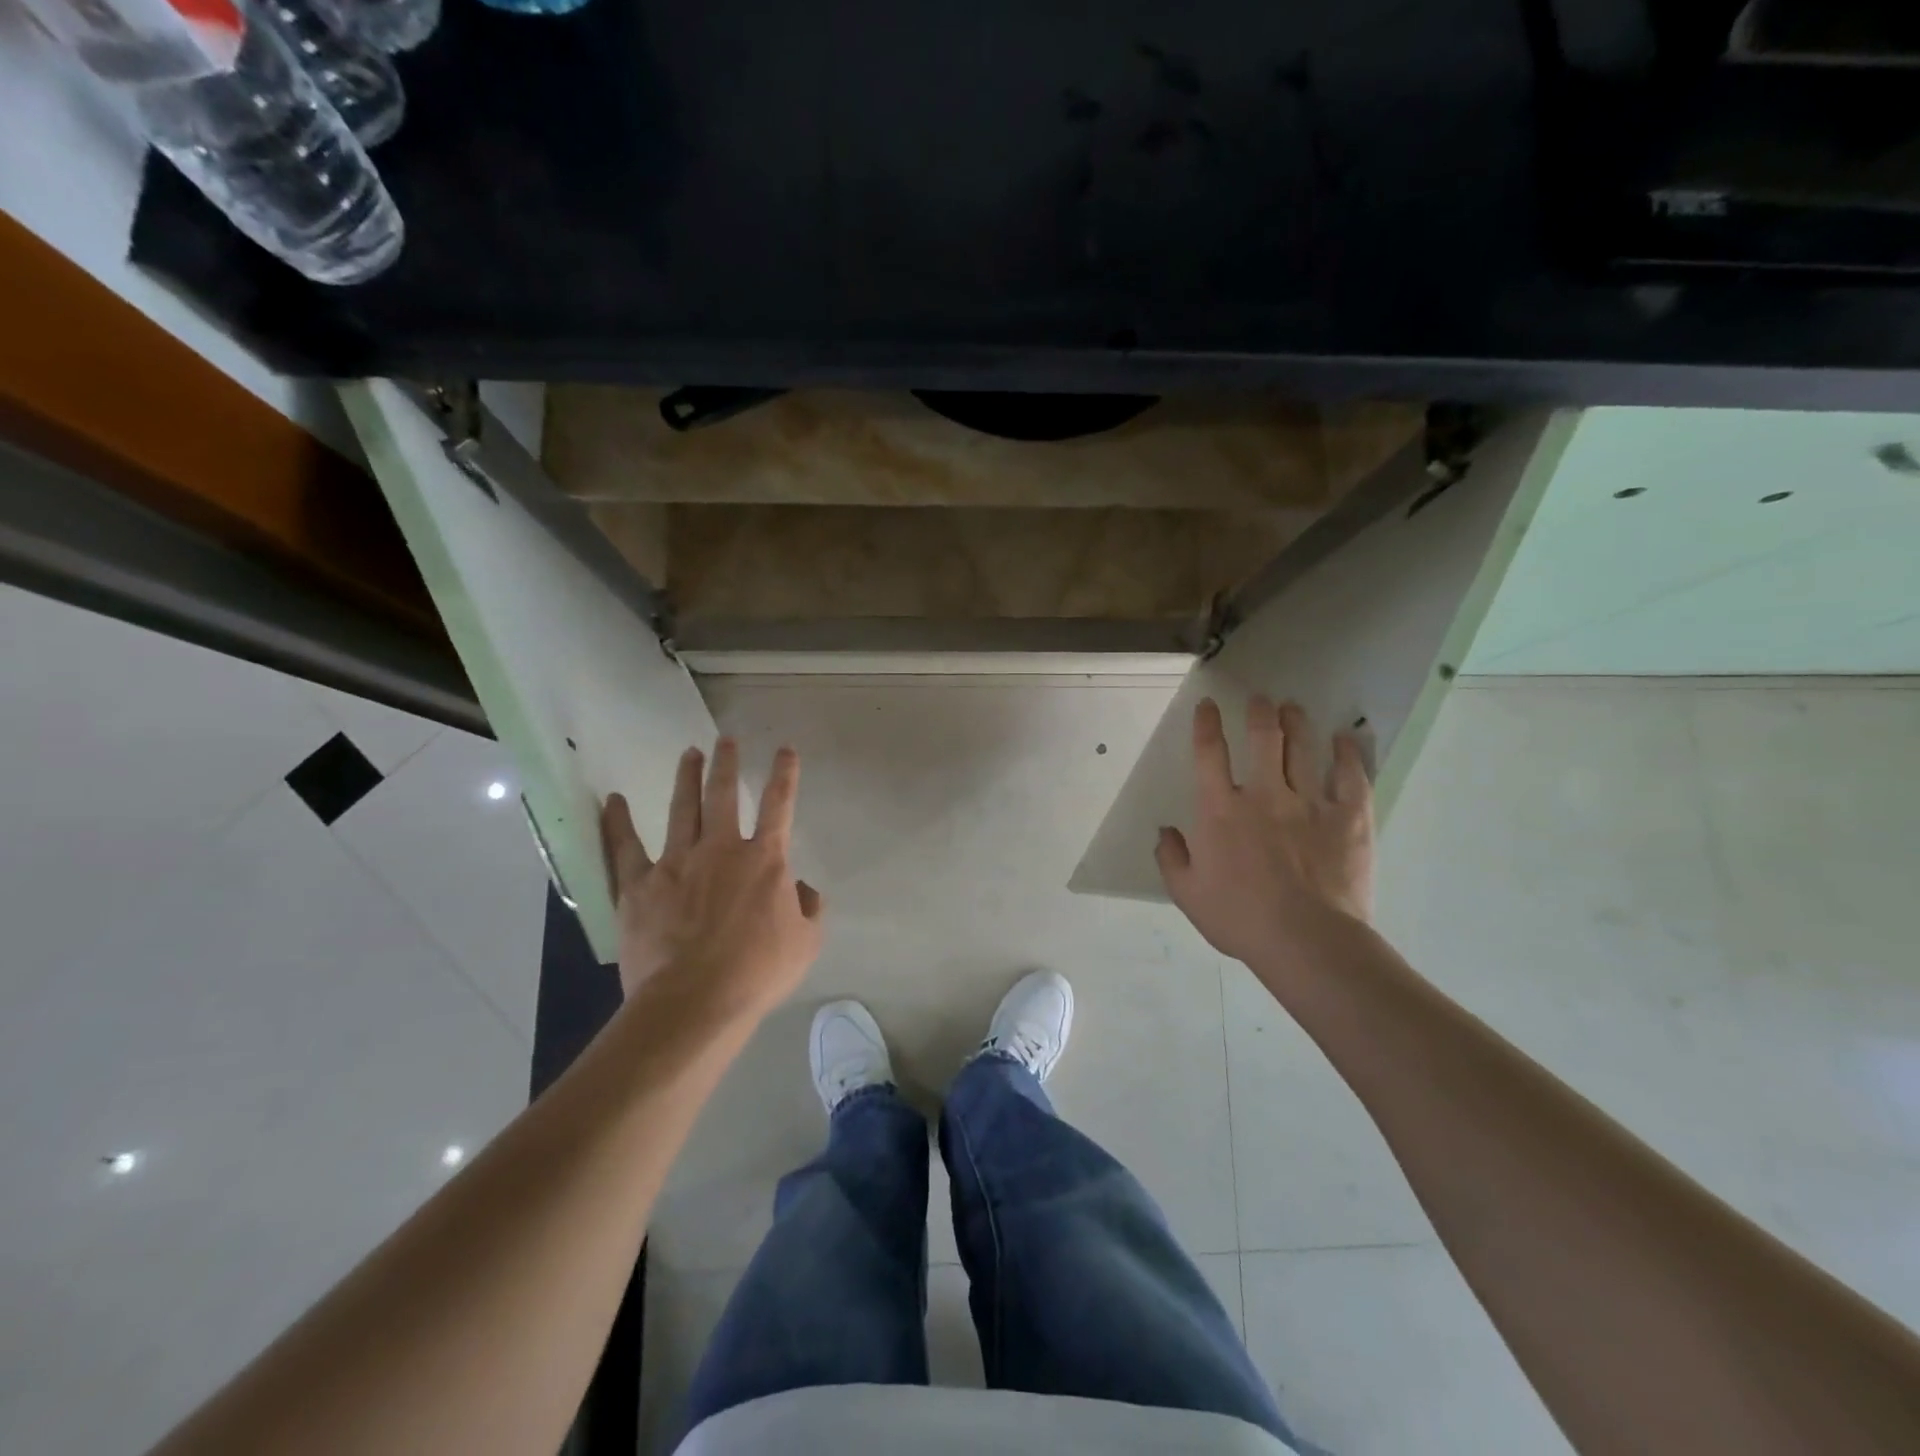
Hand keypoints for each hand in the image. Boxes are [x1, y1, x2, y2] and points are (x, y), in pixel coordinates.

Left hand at [600, 739, 824, 1023]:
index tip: (785, 750)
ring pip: (683, 809)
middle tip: (725, 740)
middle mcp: (722, 849)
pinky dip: (617, 822)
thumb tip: (803, 888)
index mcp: (765, 860)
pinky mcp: (639, 884)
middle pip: (723, 795)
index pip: (779, 805)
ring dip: (687, 778)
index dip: (784, 775)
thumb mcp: (806, 943)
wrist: (696, 1000)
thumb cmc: (758, 972)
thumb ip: (810, 908)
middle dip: (726, 764)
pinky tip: (613, 800)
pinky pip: (624, 847)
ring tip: (689, 753)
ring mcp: (677, 863)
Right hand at [1155, 697, 1373, 969]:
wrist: (1305, 940)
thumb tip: (1166, 831)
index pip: (1209, 754)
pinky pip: (1350, 775)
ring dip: (1297, 722)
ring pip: (1303, 748)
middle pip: (1262, 739)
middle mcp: (1264, 795)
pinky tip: (1345, 738)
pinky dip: (1347, 753)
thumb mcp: (1187, 893)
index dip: (1206, 725)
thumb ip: (1171, 858)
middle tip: (1260, 700)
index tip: (1208, 705)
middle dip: (1259, 713)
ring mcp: (1309, 802)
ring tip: (1293, 708)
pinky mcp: (1348, 817)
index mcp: (1220, 810)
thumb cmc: (1240, 918)